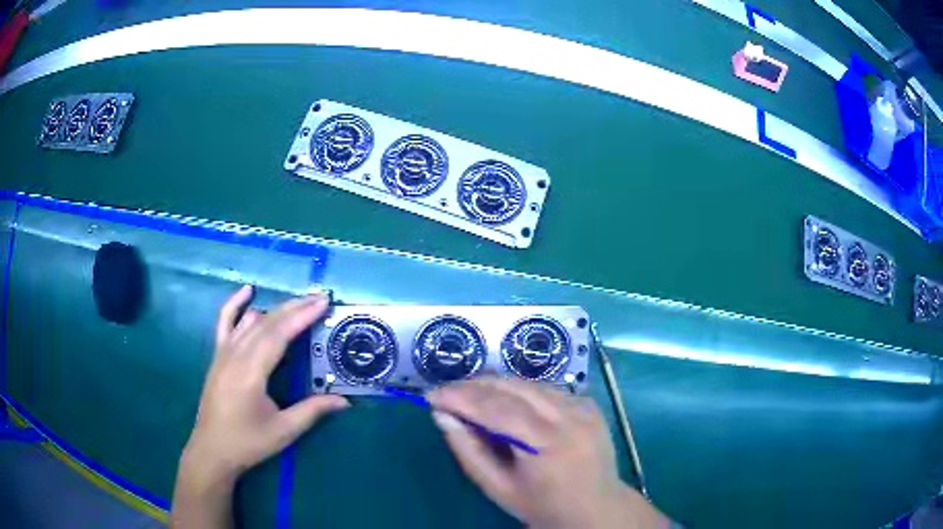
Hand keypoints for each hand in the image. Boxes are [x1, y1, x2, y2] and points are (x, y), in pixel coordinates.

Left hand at [172, 286, 348, 527]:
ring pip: (250, 321)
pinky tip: (248, 291)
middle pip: (267, 323)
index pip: (278, 336)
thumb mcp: (283, 431)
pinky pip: (225, 322)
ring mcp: (223, 353)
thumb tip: (345, 400)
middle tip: (320, 297)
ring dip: (276, 308)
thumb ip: (312, 411)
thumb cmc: (248, 442)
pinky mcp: (218, 356)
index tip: (322, 303)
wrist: (212, 449)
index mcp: (250, 374)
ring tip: (300, 303)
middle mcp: (235, 356)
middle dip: (295, 307)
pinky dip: (236, 304)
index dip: (301, 317)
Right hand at [429, 379, 669, 528]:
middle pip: (513, 387)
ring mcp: (584, 407)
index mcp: (547, 445)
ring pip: (530, 382)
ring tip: (471, 396)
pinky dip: (522, 391)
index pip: (496, 408)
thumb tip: (441, 415)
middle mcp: (569, 417)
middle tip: (447, 393)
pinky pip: (548, 389)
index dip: (460, 397)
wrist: (596, 508)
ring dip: (496, 385)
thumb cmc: (542, 506)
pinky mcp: (590, 404)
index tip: (431, 395)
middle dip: (474, 385)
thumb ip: (468, 451)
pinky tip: (507, 403)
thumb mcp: (498, 488)